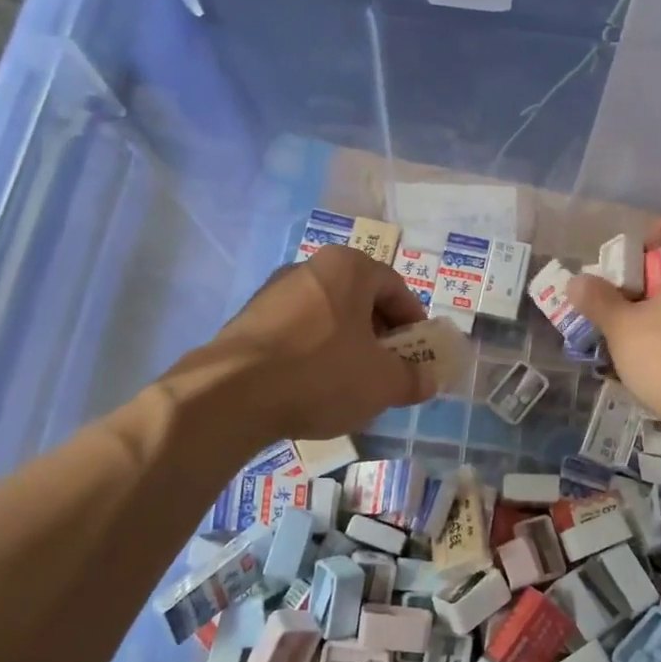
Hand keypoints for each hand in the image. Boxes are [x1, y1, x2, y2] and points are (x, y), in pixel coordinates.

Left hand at [191, 245, 437, 440]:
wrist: (230, 394)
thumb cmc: (321, 374)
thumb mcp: (383, 382)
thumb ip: (414, 378)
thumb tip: (430, 380)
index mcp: (348, 267)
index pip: (395, 287)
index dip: (414, 322)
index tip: (420, 353)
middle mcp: (309, 267)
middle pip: (359, 300)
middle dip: (380, 336)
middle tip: (389, 370)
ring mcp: (273, 293)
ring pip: (327, 317)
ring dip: (346, 346)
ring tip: (352, 385)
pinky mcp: (247, 321)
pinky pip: (296, 333)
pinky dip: (313, 355)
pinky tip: (313, 389)